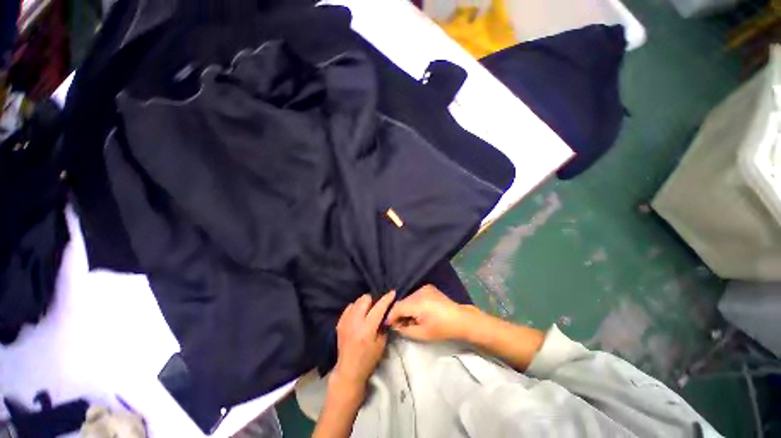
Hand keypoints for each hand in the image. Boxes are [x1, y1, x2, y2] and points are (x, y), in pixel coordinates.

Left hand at [331, 291, 395, 391]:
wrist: (348, 370)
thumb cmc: (368, 359)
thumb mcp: (381, 345)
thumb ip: (383, 326)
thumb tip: (385, 313)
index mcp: (367, 329)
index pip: (378, 308)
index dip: (387, 299)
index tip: (392, 292)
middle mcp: (355, 322)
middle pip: (365, 299)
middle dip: (373, 300)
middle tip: (377, 307)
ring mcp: (345, 321)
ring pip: (356, 301)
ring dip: (364, 304)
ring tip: (367, 311)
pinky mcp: (339, 323)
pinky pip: (349, 307)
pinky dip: (355, 308)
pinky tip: (358, 316)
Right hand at [385, 285, 475, 341]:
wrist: (460, 319)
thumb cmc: (442, 329)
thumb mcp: (421, 334)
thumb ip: (405, 329)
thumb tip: (395, 325)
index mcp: (418, 302)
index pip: (398, 307)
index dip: (391, 316)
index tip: (388, 325)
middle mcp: (419, 291)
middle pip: (402, 302)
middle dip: (399, 313)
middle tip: (399, 325)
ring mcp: (424, 288)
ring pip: (408, 298)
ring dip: (406, 308)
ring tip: (410, 319)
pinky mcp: (428, 287)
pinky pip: (415, 295)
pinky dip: (412, 303)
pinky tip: (417, 312)